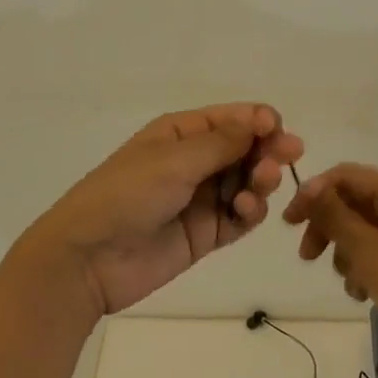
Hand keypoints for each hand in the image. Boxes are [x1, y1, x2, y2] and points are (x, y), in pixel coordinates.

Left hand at [33, 104, 303, 316]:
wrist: (88, 259)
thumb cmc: (127, 194)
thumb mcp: (173, 161)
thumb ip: (222, 143)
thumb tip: (261, 120)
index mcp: (181, 133)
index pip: (231, 118)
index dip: (259, 121)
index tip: (279, 130)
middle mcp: (194, 161)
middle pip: (245, 149)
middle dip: (268, 150)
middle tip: (289, 157)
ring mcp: (200, 199)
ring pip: (246, 182)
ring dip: (261, 180)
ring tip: (260, 187)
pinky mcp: (205, 234)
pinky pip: (239, 217)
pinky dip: (250, 212)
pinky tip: (247, 210)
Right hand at [284, 164, 377, 377]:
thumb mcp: (368, 250)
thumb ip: (335, 215)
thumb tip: (308, 186)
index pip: (348, 175)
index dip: (315, 192)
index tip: (290, 221)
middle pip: (353, 202)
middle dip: (327, 226)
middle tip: (306, 255)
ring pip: (361, 229)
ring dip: (344, 251)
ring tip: (345, 281)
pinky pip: (375, 252)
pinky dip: (361, 267)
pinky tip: (360, 293)